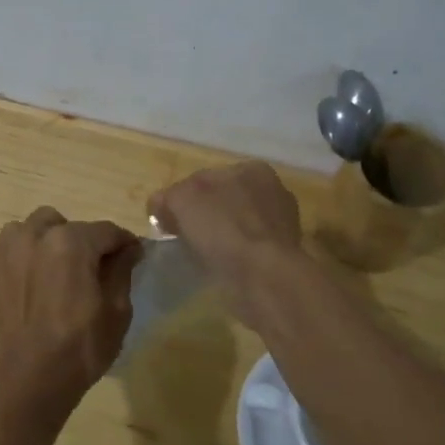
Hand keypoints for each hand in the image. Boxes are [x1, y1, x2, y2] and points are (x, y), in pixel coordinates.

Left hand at [0, 208, 141, 431]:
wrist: (30, 379)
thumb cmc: (81, 346)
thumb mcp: (116, 310)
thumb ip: (122, 270)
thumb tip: (129, 249)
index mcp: (71, 242)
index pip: (106, 231)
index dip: (124, 243)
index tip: (134, 255)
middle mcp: (36, 236)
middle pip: (70, 225)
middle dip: (86, 241)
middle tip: (95, 269)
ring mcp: (10, 251)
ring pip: (36, 228)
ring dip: (52, 240)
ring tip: (62, 270)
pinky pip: (16, 247)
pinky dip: (30, 254)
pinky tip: (39, 282)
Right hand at [148, 161, 302, 284]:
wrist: (264, 276)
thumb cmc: (223, 228)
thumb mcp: (181, 200)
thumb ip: (166, 197)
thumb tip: (160, 207)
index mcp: (251, 169)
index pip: (206, 178)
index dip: (182, 197)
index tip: (168, 220)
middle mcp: (273, 191)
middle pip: (224, 201)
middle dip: (205, 216)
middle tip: (183, 237)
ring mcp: (282, 224)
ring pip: (238, 225)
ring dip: (222, 237)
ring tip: (203, 255)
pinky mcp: (284, 254)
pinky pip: (249, 249)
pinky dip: (235, 256)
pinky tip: (223, 267)